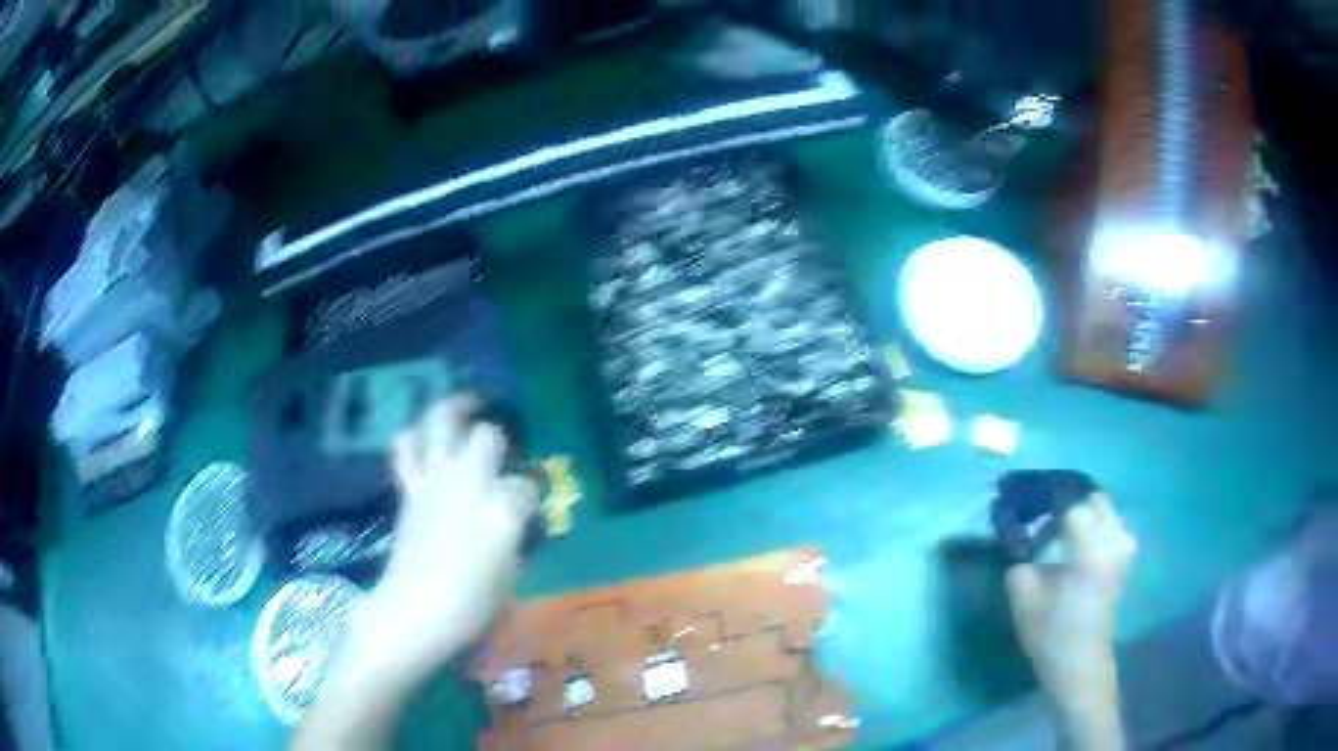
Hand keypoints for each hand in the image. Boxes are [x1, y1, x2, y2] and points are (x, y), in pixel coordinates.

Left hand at [347, 396, 538, 687]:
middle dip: (497, 442)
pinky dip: (414, 437)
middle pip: (487, 436)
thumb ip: (515, 541)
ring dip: (454, 410)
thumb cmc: (472, 605)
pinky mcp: (409, 487)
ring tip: (466, 406)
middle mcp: (469, 482)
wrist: (415, 611)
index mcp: (502, 509)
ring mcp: (434, 479)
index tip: (532, 507)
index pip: (528, 485)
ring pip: (442, 422)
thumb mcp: (512, 577)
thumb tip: (514, 525)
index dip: (533, 495)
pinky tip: (425, 439)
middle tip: (500, 451)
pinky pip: (406, 446)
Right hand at [1006, 493, 1135, 749]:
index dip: (1052, 516)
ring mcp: (1122, 554)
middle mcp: (1112, 546)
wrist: (1081, 665)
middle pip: (1098, 503)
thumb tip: (1021, 552)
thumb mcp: (1025, 604)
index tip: (1036, 528)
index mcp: (1090, 553)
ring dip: (1090, 520)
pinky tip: (1085, 551)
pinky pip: (1116, 532)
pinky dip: (1101, 533)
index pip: (1074, 511)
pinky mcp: (1124, 565)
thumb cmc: (1052, 636)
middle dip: (1076, 509)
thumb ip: (1020, 570)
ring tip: (1069, 539)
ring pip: (1110, 516)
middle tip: (1053, 529)